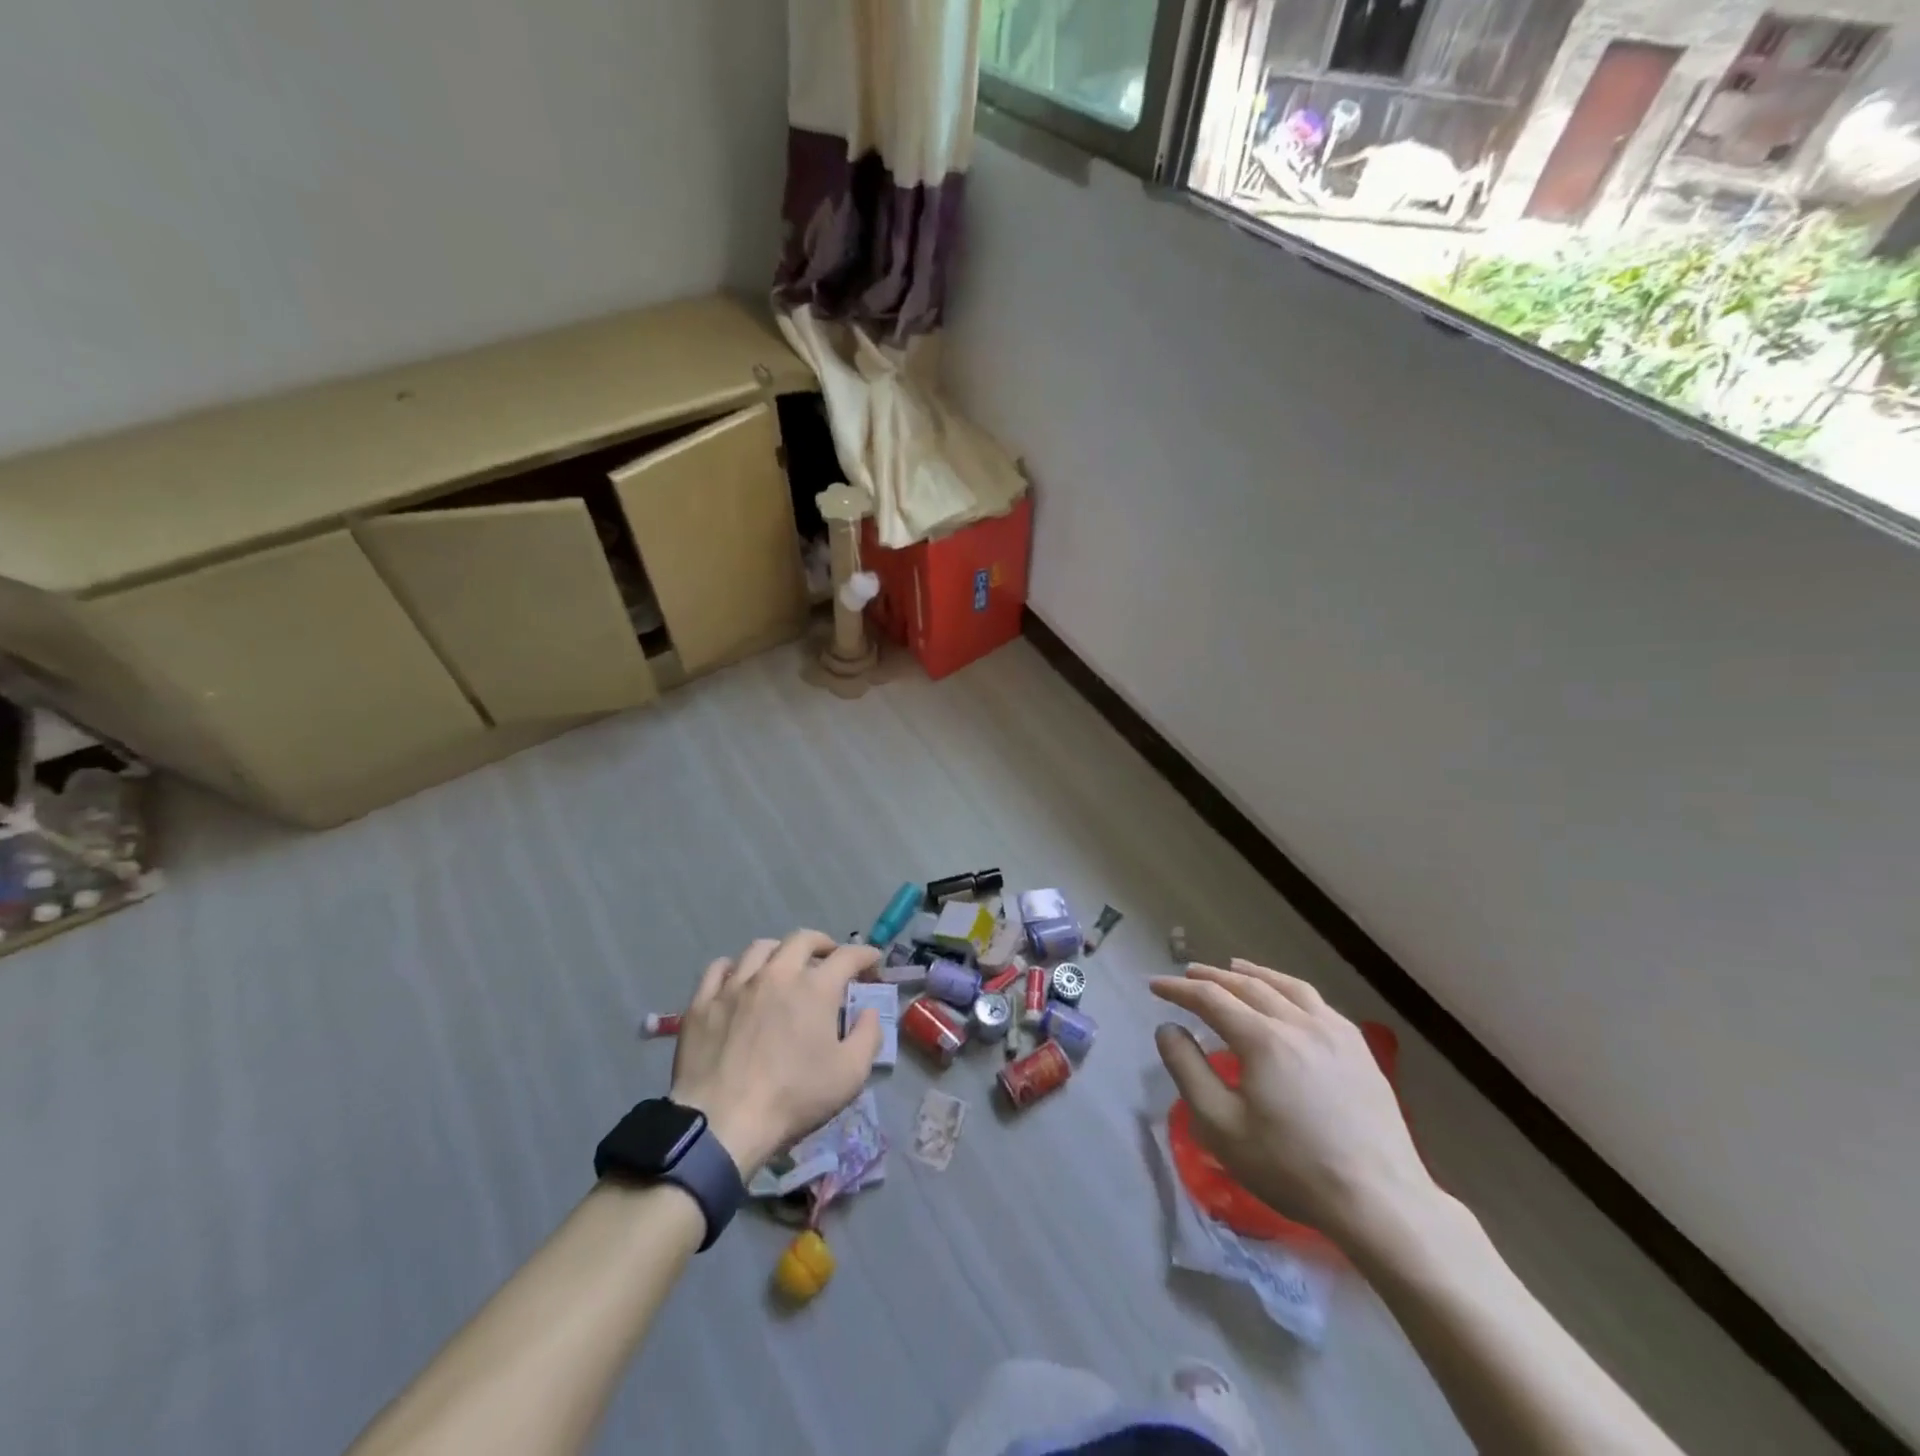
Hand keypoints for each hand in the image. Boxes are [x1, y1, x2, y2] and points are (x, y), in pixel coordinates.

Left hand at [670, 930, 881, 1173]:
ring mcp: (735, 985)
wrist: (722, 1124)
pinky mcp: (703, 1002)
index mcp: (815, 988)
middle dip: (822, 943)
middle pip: (802, 939)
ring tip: (784, 966)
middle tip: (829, 958)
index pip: (848, 956)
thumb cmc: (793, 1098)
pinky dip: (735, 967)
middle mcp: (776, 974)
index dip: (865, 954)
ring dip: (780, 951)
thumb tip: (869, 1011)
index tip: (872, 962)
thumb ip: (869, 1035)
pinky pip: (718, 969)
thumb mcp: (850, 1075)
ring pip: (760, 948)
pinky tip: (738, 978)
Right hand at [1151, 959, 1434, 1244]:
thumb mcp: (1222, 1126)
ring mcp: (1335, 1033)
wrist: (1380, 1202)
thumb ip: (1188, 1071)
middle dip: (1213, 977)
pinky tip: (1288, 1000)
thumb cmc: (1292, 1168)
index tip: (1155, 986)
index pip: (1211, 998)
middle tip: (1188, 974)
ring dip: (1254, 975)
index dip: (1179, 989)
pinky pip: (1317, 1003)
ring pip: (1287, 987)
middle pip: (1248, 986)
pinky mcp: (1360, 1050)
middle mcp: (1299, 1023)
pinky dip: (1290, 990)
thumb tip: (1168, 1029)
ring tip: (1236, 969)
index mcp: (1263, 1039)